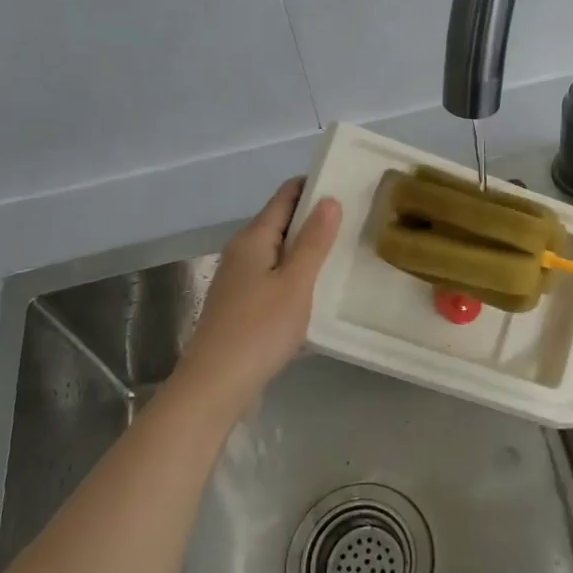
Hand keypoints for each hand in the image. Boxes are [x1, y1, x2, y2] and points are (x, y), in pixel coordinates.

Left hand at [174, 178, 340, 417]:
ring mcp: (239, 280)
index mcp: (253, 238)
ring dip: (308, 249)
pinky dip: (297, 275)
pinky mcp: (242, 306)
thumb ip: (314, 241)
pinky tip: (319, 291)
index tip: (348, 186)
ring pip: (279, 252)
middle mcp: (242, 252)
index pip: (286, 196)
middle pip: (282, 222)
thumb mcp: (295, 283)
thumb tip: (329, 200)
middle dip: (315, 218)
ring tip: (345, 253)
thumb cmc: (259, 329)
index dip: (314, 186)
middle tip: (356, 221)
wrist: (215, 386)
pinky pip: (275, 277)